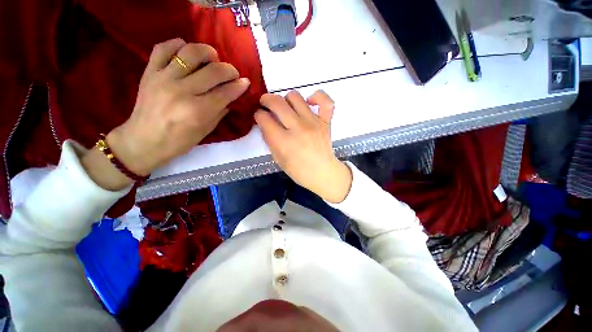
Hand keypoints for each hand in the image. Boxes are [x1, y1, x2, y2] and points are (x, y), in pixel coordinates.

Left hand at [107, 38, 249, 175]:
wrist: (144, 140)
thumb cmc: (179, 141)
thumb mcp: (206, 130)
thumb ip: (220, 111)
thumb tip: (232, 96)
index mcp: (198, 111)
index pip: (225, 92)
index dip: (239, 86)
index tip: (246, 82)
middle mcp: (182, 91)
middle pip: (213, 71)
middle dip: (230, 70)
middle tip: (233, 74)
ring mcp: (163, 78)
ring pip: (191, 52)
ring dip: (208, 52)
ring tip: (213, 59)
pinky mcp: (149, 71)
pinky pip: (164, 48)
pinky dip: (179, 45)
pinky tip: (187, 53)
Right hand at [255, 90, 351, 202]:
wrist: (323, 173)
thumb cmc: (299, 171)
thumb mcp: (278, 159)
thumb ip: (269, 139)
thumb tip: (264, 122)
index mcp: (284, 142)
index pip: (264, 118)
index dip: (258, 115)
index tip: (259, 116)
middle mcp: (298, 128)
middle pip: (277, 102)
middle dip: (266, 100)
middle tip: (265, 104)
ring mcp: (314, 123)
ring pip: (295, 96)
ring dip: (286, 99)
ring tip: (286, 108)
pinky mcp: (326, 121)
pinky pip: (325, 101)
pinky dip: (317, 96)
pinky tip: (309, 102)